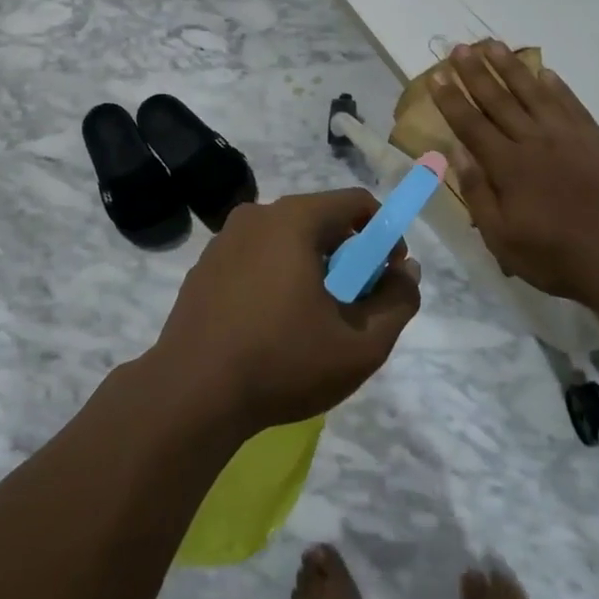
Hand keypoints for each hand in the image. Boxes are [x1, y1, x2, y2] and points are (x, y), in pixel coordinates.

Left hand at [151, 189, 420, 435]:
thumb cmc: (282, 363)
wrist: (191, 395)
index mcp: (293, 219)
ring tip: (313, 321)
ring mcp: (224, 240)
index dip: (384, 235)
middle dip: (348, 256)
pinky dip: (277, 278)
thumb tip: (407, 271)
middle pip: (320, 220)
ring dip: (312, 268)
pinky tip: (273, 326)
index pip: (356, 203)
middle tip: (354, 306)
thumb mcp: (361, 345)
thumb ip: (397, 302)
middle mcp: (257, 215)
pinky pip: (256, 258)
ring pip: (286, 240)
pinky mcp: (204, 267)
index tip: (387, 277)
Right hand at [431, 40, 598, 299]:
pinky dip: (556, 86)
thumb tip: (456, 152)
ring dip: (511, 67)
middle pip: (498, 99)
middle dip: (475, 72)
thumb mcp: (501, 237)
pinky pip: (572, 104)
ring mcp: (569, 137)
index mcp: (508, 166)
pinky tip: (544, 72)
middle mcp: (535, 142)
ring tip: (494, 45)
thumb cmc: (553, 256)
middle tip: (460, 48)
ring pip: (533, 93)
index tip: (436, 75)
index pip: (471, 124)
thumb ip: (477, 191)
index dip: (451, 99)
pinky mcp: (596, 141)